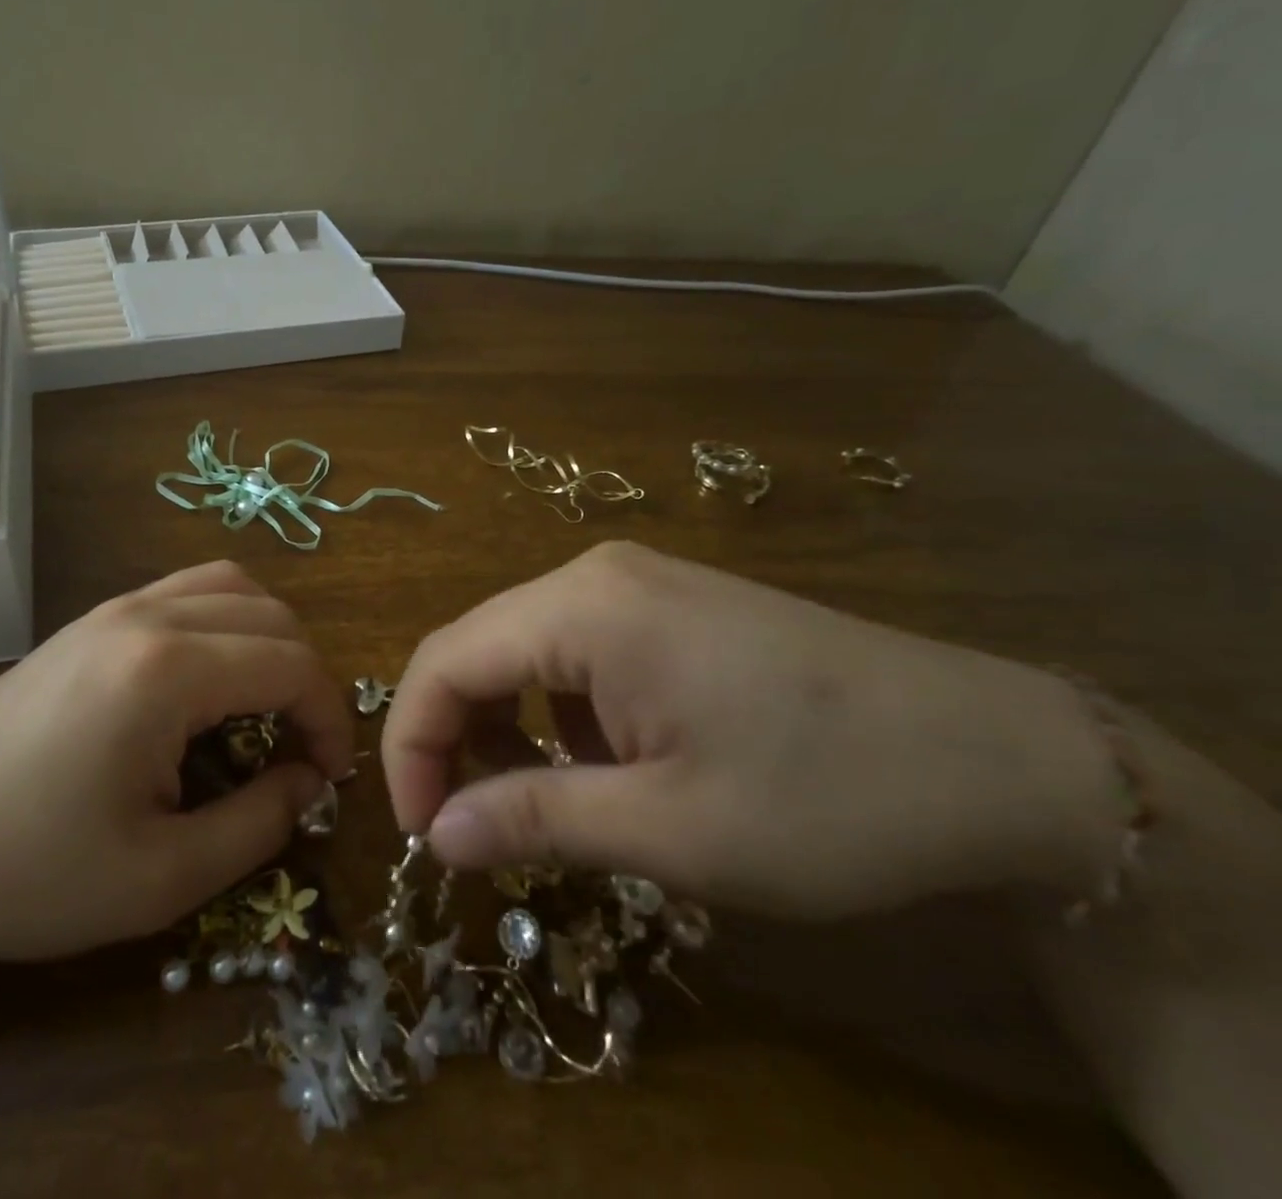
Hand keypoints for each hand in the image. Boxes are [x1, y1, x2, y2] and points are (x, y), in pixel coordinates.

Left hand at [0, 561, 352, 968]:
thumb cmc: (29, 873)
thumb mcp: (161, 876)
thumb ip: (257, 824)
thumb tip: (308, 783)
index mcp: (168, 670)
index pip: (291, 664)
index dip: (329, 716)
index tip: (330, 775)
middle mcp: (147, 616)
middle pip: (270, 614)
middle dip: (305, 675)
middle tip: (301, 747)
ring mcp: (112, 609)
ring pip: (228, 585)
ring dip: (267, 636)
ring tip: (264, 702)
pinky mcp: (89, 621)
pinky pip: (183, 591)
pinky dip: (223, 621)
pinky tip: (207, 680)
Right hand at [382, 542, 1120, 918]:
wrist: (999, 757)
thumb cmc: (826, 798)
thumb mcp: (668, 830)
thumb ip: (535, 820)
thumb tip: (437, 836)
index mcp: (582, 608)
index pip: (444, 662)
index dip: (411, 746)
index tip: (423, 834)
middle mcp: (594, 575)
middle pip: (476, 648)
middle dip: (453, 736)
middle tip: (468, 827)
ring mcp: (634, 583)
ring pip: (522, 649)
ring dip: (506, 725)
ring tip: (539, 803)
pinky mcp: (667, 604)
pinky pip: (573, 649)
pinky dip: (557, 710)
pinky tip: (605, 763)